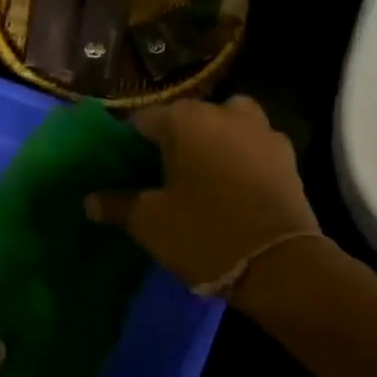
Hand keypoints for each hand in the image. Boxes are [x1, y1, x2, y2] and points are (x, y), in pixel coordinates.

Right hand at [85, 97, 318, 295]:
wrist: (280, 263)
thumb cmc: (205, 234)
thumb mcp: (151, 223)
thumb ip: (118, 204)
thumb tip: (90, 200)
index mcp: (186, 119)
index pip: (145, 120)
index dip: (131, 144)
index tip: (126, 169)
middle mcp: (225, 112)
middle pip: (189, 117)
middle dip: (174, 139)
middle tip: (163, 175)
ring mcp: (262, 130)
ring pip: (227, 123)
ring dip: (214, 139)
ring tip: (204, 173)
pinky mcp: (287, 153)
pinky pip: (254, 144)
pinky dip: (243, 155)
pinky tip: (236, 184)